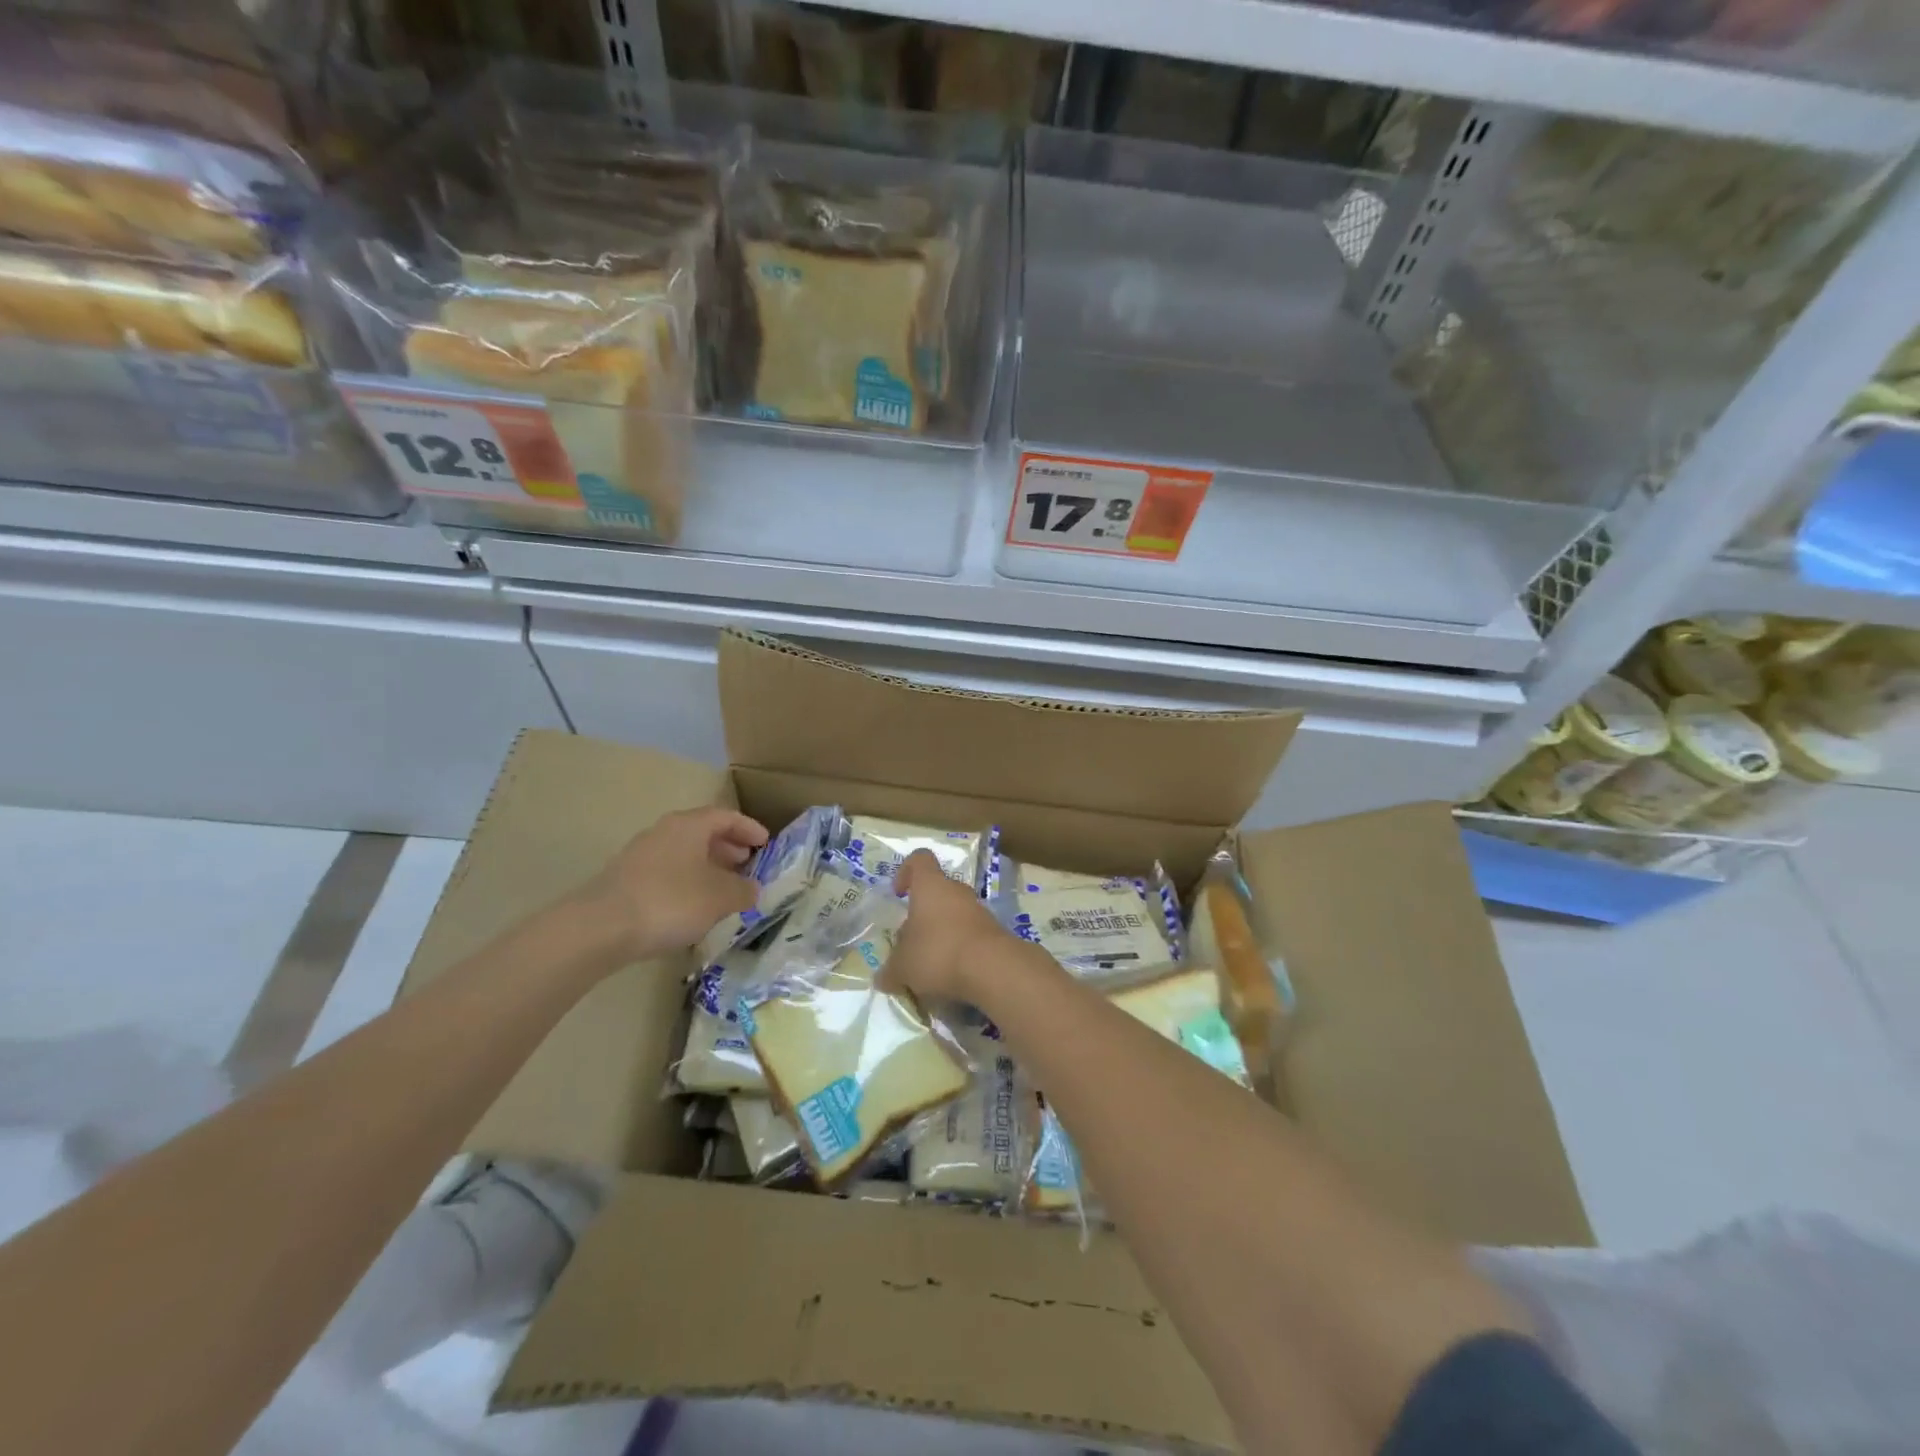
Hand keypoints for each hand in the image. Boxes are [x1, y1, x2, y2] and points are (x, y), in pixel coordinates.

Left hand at [575, 807, 768, 962]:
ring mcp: (640, 855)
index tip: (765, 844)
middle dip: (728, 847)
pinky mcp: (625, 880)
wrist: (600, 928)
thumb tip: (752, 888)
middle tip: (746, 865)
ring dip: (707, 866)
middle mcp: (664, 831)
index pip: (726, 816)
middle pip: (702, 832)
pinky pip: (666, 872)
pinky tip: (693, 906)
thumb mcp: (720, 898)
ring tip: (723, 889)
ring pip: (683, 853)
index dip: (749, 828)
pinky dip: (686, 882)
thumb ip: (743, 890)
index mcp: (689, 826)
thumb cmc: (670, 901)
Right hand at [880, 849, 1021, 1004]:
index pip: (920, 860)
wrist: (993, 969)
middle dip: (922, 915)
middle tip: (910, 942)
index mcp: (931, 886)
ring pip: (954, 914)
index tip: (898, 894)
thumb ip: (890, 970)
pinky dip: (960, 949)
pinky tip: (951, 975)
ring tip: (930, 965)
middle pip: (937, 892)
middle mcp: (956, 891)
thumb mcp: (903, 967)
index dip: (906, 871)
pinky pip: (970, 934)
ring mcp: (979, 910)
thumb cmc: (938, 953)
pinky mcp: (995, 932)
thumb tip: (883, 978)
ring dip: (942, 934)